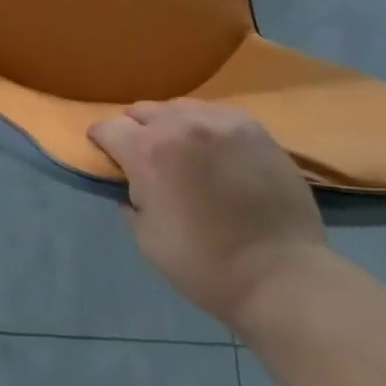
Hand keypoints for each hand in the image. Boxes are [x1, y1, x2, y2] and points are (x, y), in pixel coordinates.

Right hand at [89, 100, 325, 324]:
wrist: (283, 277)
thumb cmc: (208, 267)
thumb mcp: (148, 241)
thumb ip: (131, 200)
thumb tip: (132, 183)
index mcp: (148, 152)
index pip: (108, 127)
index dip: (102, 140)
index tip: (106, 153)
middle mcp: (178, 124)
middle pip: (141, 110)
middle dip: (136, 130)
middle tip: (148, 158)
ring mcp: (218, 120)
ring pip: (178, 108)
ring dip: (171, 125)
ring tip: (185, 152)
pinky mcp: (251, 125)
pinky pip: (214, 113)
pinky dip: (206, 128)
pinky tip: (216, 152)